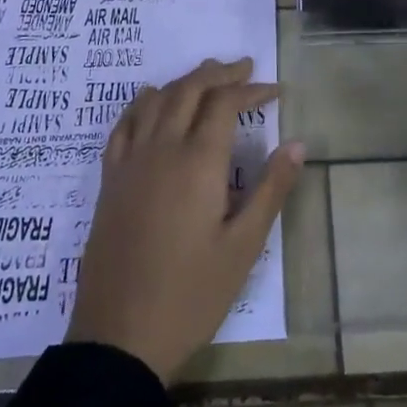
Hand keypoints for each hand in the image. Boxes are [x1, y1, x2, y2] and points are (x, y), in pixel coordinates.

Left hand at [66, 58, 303, 383]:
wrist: (120, 338)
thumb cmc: (192, 295)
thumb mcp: (244, 247)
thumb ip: (270, 189)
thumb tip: (296, 143)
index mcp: (198, 162)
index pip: (225, 103)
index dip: (250, 90)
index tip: (274, 91)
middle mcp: (162, 149)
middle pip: (189, 89)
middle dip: (218, 74)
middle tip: (243, 69)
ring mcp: (130, 162)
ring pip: (155, 99)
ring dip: (183, 81)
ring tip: (206, 78)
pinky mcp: (110, 180)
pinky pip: (123, 124)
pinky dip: (142, 103)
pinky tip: (151, 102)